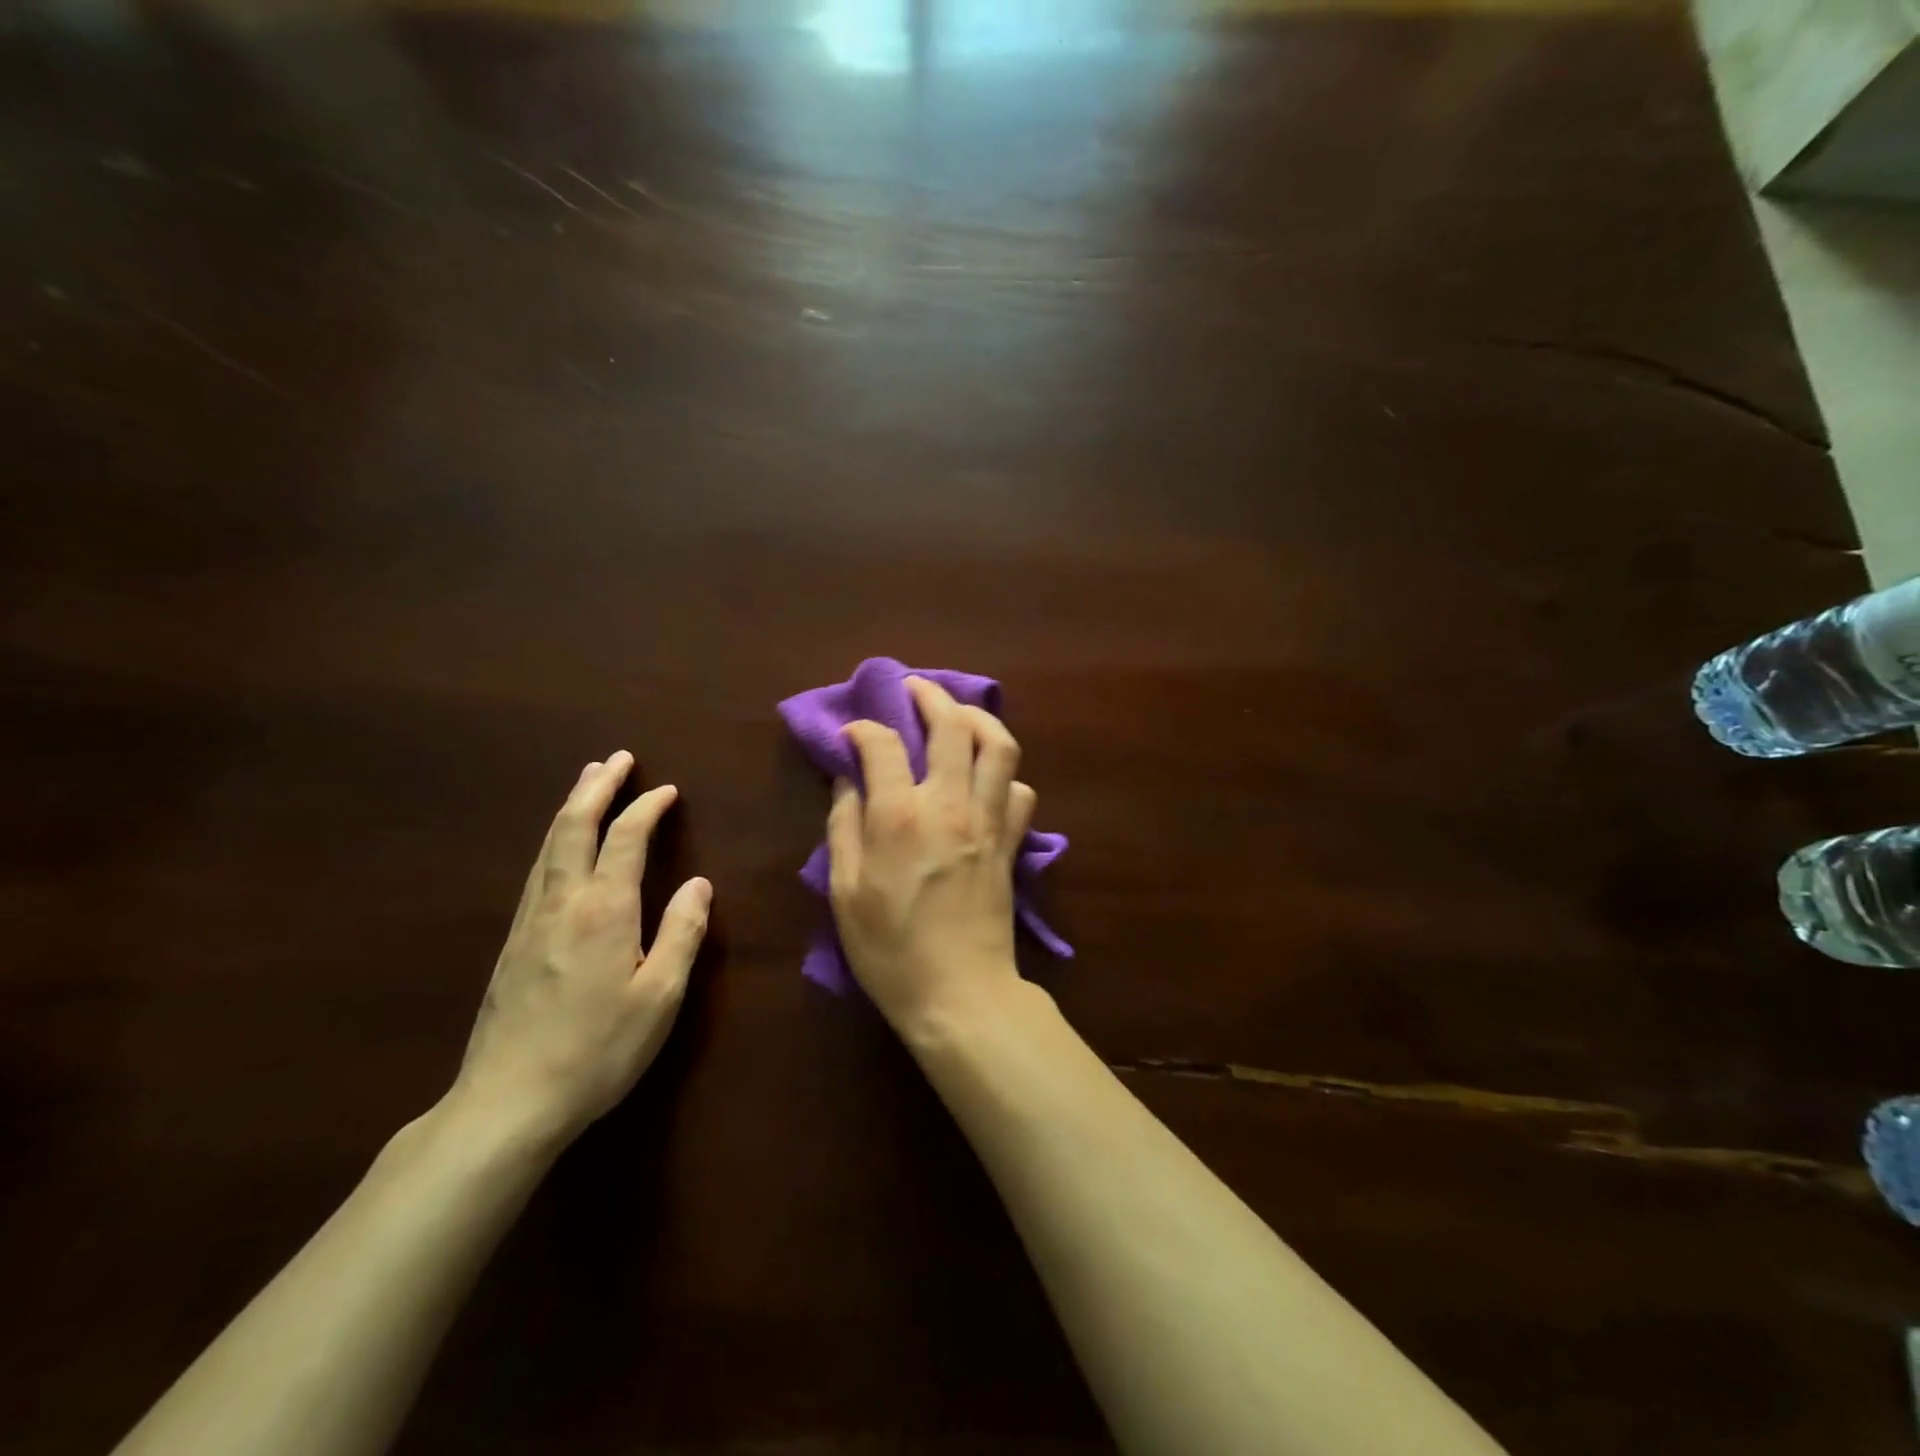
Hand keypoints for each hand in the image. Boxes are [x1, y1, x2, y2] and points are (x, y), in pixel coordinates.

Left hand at [451, 752, 711, 1148]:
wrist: (507, 1103)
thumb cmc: (598, 1050)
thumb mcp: (660, 996)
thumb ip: (682, 933)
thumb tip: (699, 883)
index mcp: (603, 910)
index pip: (625, 839)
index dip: (647, 808)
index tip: (668, 790)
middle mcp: (562, 903)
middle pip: (574, 827)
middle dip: (596, 787)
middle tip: (616, 759)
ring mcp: (530, 922)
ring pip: (549, 846)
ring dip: (571, 807)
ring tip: (586, 782)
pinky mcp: (513, 944)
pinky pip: (538, 871)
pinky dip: (556, 841)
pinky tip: (561, 847)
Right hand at [828, 676, 1036, 1038]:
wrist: (959, 993)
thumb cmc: (890, 949)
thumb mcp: (845, 892)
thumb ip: (843, 826)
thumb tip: (847, 780)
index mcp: (899, 817)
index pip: (883, 744)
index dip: (863, 729)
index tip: (852, 734)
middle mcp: (949, 805)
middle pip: (952, 725)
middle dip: (931, 696)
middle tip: (915, 689)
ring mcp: (988, 821)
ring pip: (1000, 746)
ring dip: (980, 719)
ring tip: (960, 716)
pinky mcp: (1011, 843)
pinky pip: (1020, 791)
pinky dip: (1004, 774)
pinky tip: (986, 779)